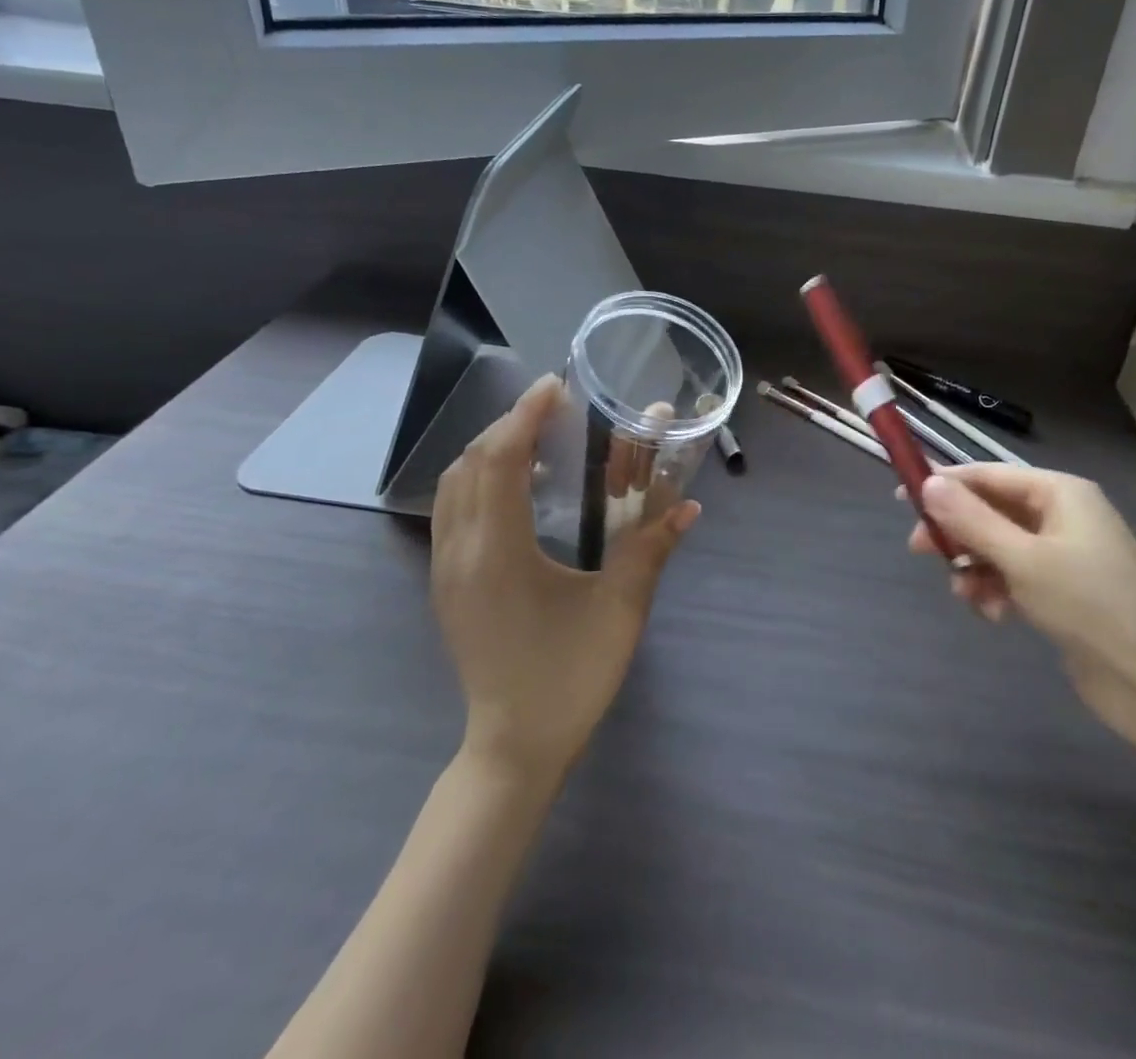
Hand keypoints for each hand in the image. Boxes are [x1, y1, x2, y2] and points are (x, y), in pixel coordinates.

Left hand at [431, 375, 700, 780]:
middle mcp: (461, 551)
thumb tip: (690, 505)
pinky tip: (516, 488)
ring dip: (490, 450)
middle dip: (509, 425)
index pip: (501, 461)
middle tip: (554, 408)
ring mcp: (445, 569)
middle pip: (471, 463)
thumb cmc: (568, 679)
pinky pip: (451, 510)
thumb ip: (651, 550)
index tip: (555, 386)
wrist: (514, 748)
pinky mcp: (446, 584)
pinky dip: (477, 479)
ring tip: (536, 439)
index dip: (525, 416)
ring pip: (453, 485)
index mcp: (499, 553)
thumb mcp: (619, 612)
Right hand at [908, 465, 1135, 738]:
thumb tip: (928, 483)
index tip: (902, 499)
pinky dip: (998, 590)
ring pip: (998, 546)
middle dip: (958, 532)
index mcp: (1060, 493)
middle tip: (920, 551)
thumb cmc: (1091, 606)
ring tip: (967, 596)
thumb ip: (972, 520)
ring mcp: (1065, 554)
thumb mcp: (1023, 559)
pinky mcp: (1064, 591)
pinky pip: (1015, 576)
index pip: (988, 475)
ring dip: (976, 567)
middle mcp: (1062, 515)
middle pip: (992, 510)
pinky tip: (995, 615)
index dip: (945, 484)